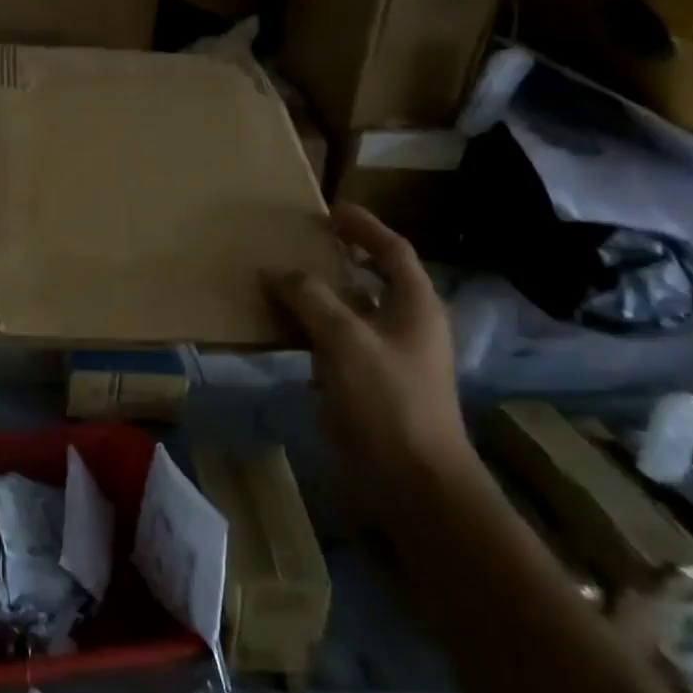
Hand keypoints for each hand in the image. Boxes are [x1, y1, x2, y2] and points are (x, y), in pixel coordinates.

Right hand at [270, 204, 474, 499]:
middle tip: (297, 245)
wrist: (412, 482)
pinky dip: (310, 333)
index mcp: (415, 306)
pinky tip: (280, 333)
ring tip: (279, 283)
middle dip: (336, 260)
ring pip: (349, 314)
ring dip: (318, 297)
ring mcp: (387, 359)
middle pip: (372, 280)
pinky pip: (335, 346)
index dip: (364, 227)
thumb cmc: (387, 401)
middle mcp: (405, 327)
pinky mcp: (368, 387)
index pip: (393, 251)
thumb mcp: (345, 340)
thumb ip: (310, 299)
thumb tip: (277, 272)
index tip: (331, 210)